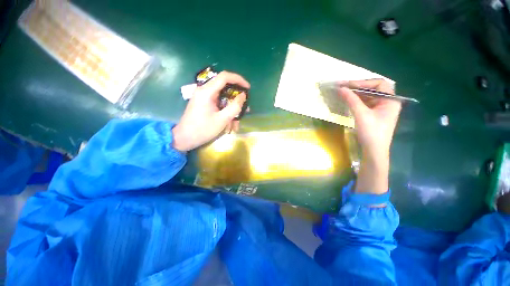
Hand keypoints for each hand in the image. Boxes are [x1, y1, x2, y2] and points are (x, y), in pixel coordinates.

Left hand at [172, 71, 249, 151]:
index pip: (225, 77)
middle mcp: (204, 91)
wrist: (185, 138)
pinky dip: (226, 111)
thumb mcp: (222, 119)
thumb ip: (234, 106)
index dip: (238, 79)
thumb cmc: (203, 130)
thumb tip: (243, 95)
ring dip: (232, 107)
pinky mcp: (204, 103)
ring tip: (237, 121)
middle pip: (225, 87)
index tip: (248, 88)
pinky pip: (219, 103)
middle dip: (236, 97)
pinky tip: (230, 123)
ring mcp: (204, 97)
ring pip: (223, 97)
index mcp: (207, 92)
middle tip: (245, 106)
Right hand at [338, 79, 400, 193]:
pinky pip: (365, 103)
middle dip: (358, 87)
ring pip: (368, 96)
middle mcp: (387, 102)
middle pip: (373, 89)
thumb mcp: (361, 115)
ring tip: (343, 92)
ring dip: (355, 94)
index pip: (378, 84)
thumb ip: (352, 100)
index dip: (363, 83)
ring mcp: (380, 108)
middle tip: (343, 87)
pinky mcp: (373, 114)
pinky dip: (356, 100)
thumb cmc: (371, 133)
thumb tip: (341, 88)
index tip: (347, 85)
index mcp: (391, 100)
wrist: (373, 151)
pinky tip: (348, 100)